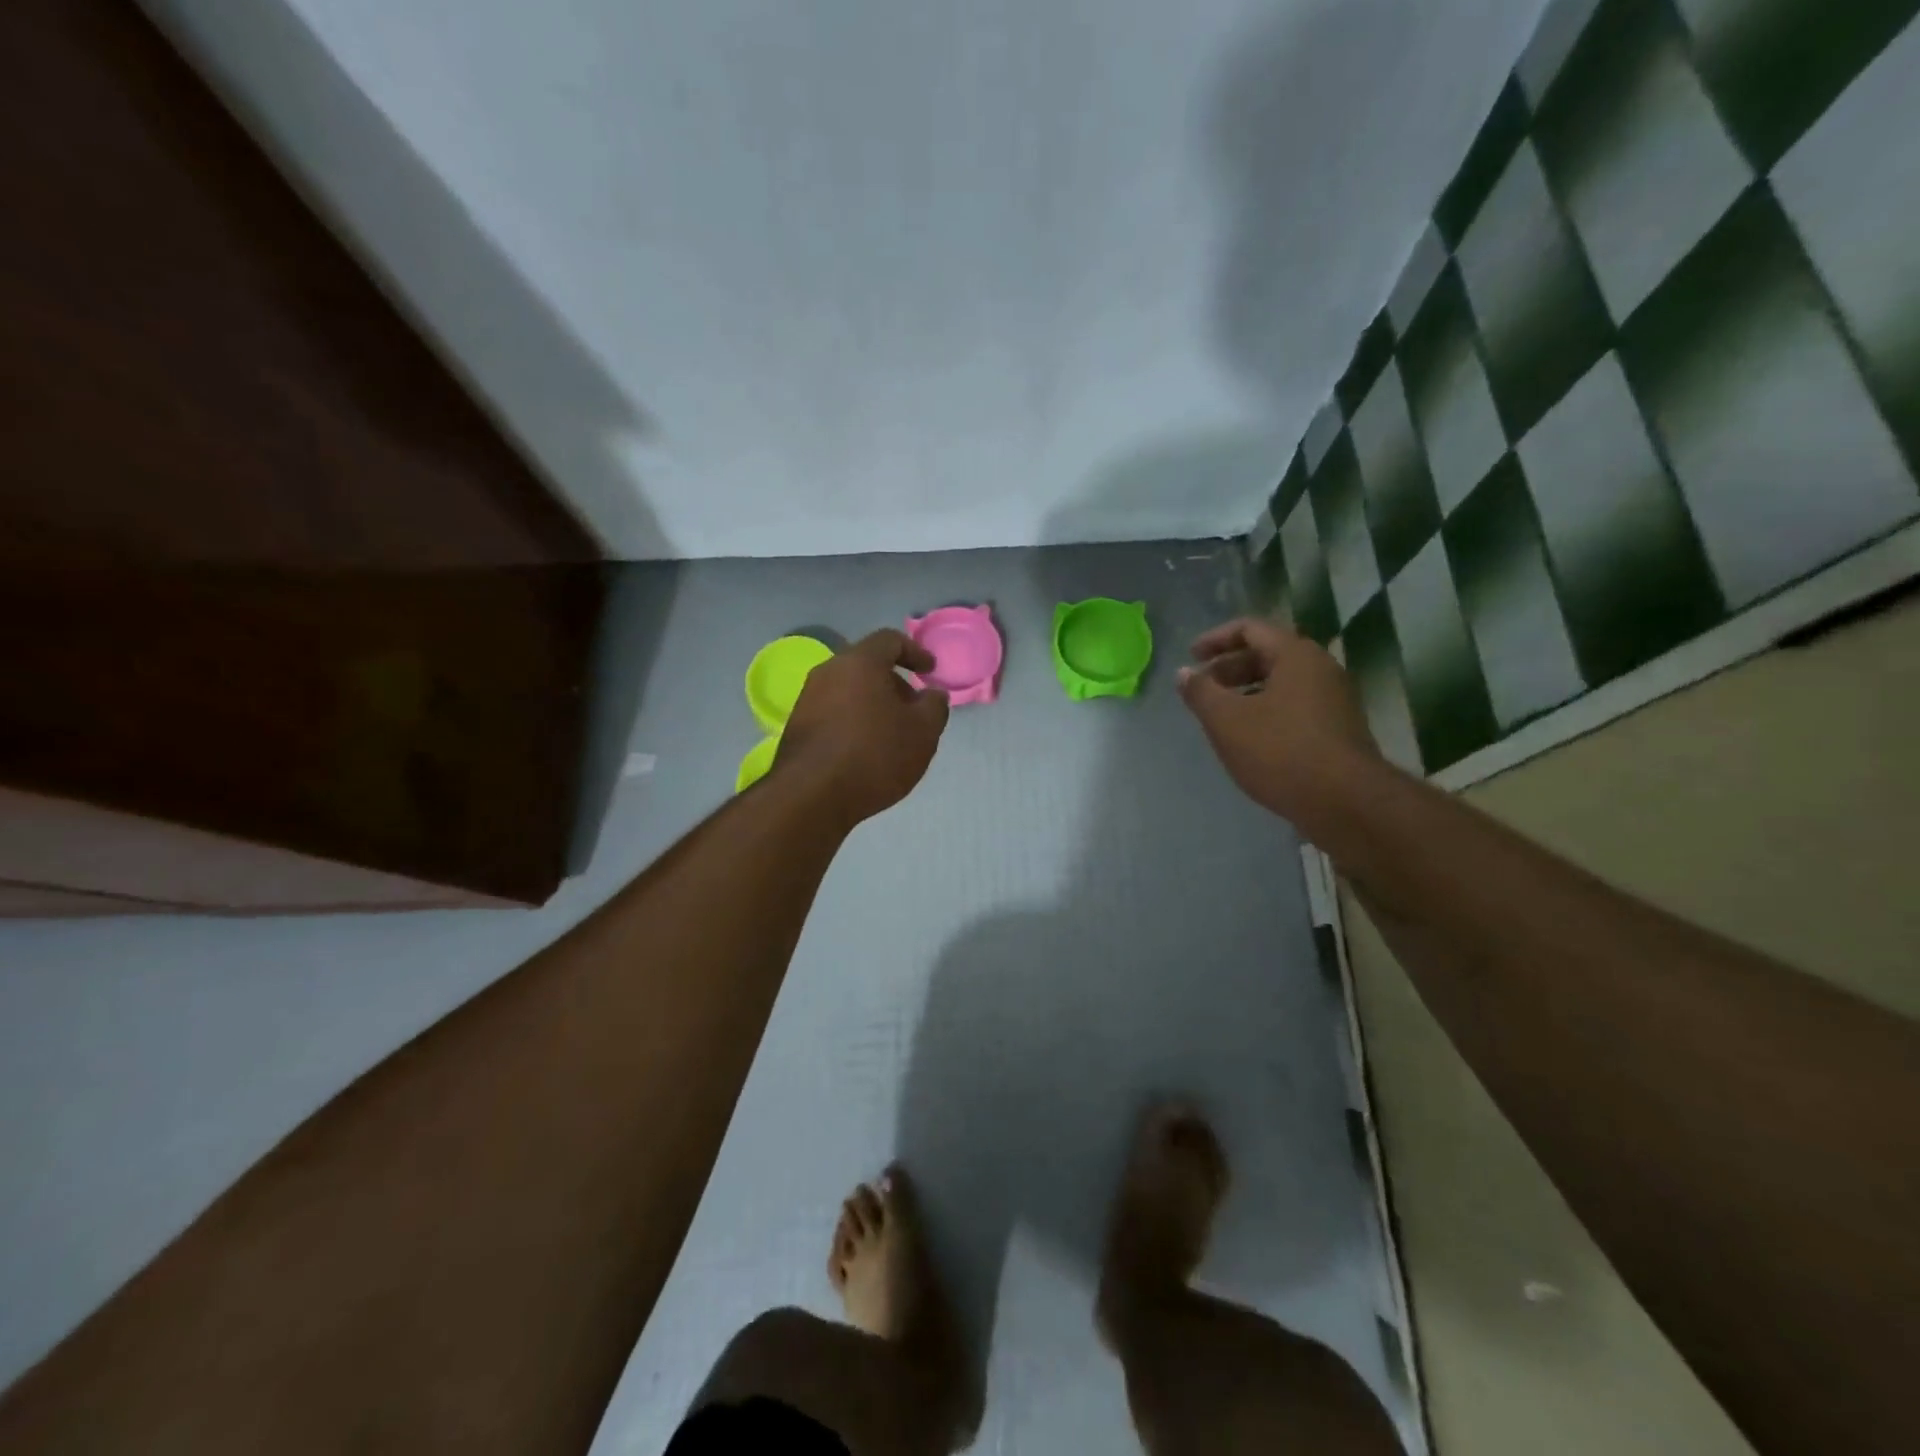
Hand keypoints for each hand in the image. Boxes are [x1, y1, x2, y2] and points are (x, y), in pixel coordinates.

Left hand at [777, 629, 950, 825]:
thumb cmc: (874, 755)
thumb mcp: (923, 732)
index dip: (915, 652)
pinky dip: (854, 722)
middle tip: (914, 709)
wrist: (811, 796)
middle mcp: (828, 672)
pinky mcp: (797, 727)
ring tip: (892, 734)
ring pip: (849, 691)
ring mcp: (807, 699)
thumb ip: (935, 706)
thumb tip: (932, 694)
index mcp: (859, 662)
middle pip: (867, 666)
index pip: (889, 640)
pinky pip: (834, 713)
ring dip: (873, 705)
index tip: (930, 672)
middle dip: (894, 683)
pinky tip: (866, 751)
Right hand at [1176, 617, 1382, 828]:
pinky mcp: (1339, 728)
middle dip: (1229, 668)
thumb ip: (1200, 693)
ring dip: (1246, 692)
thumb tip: (1184, 673)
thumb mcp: (1226, 721)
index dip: (1215, 639)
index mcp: (1295, 655)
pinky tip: (1250, 739)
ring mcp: (1335, 699)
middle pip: (1267, 654)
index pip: (1250, 629)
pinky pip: (1295, 706)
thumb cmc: (1279, 751)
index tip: (1191, 656)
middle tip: (1203, 689)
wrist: (1345, 802)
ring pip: (1282, 683)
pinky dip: (1266, 711)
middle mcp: (1320, 669)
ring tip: (1221, 716)